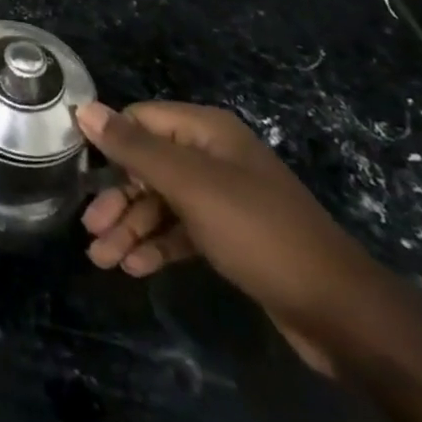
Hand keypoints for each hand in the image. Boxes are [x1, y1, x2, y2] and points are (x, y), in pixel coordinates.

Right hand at [77, 100, 387, 369]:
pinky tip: (135, 267)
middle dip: (117, 198)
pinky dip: (157, 245)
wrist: (341, 313)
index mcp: (206, 131)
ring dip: (131, 227)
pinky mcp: (230, 237)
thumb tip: (84, 108)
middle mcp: (212, 156)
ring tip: (103, 260)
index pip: (140, 120)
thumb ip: (134, 147)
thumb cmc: (259, 232)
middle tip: (90, 229)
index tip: (80, 172)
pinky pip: (181, 231)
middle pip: (147, 166)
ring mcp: (223, 197)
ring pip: (161, 203)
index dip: (110, 143)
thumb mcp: (190, 185)